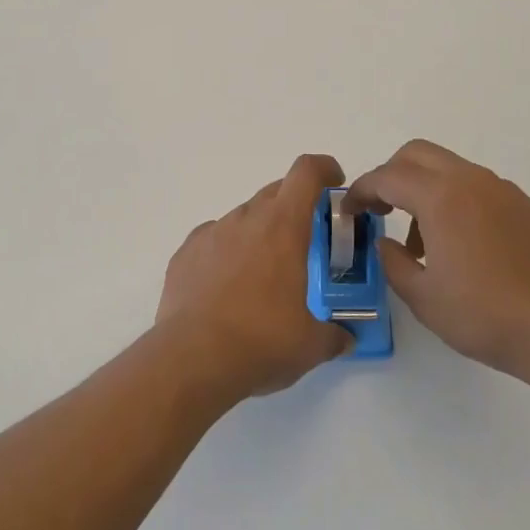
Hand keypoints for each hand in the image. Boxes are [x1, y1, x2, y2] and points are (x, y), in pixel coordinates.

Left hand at [155, 154, 353, 403]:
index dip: (324, 168)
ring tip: (262, 275)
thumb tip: (344, 336)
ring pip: (244, 217)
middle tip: (304, 244)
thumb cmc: (261, 342)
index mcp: (283, 226)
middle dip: (294, 208)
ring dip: (259, 233)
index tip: (334, 184)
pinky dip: (227, 252)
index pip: (306, 172)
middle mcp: (246, 218)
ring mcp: (212, 232)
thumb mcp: (311, 345)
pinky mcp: (185, 252)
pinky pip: (214, 239)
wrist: (191, 360)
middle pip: (275, 192)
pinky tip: (226, 287)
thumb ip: (334, 333)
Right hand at [346, 140, 529, 384]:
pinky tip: (464, 247)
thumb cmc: (487, 317)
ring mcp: (502, 190)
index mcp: (441, 197)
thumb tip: (384, 242)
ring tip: (423, 243)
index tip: (350, 211)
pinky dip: (456, 201)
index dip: (361, 190)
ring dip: (425, 190)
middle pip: (417, 154)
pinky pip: (478, 188)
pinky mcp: (525, 205)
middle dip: (391, 175)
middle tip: (381, 210)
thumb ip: (393, 262)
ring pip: (449, 169)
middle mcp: (471, 181)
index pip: (387, 177)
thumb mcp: (424, 298)